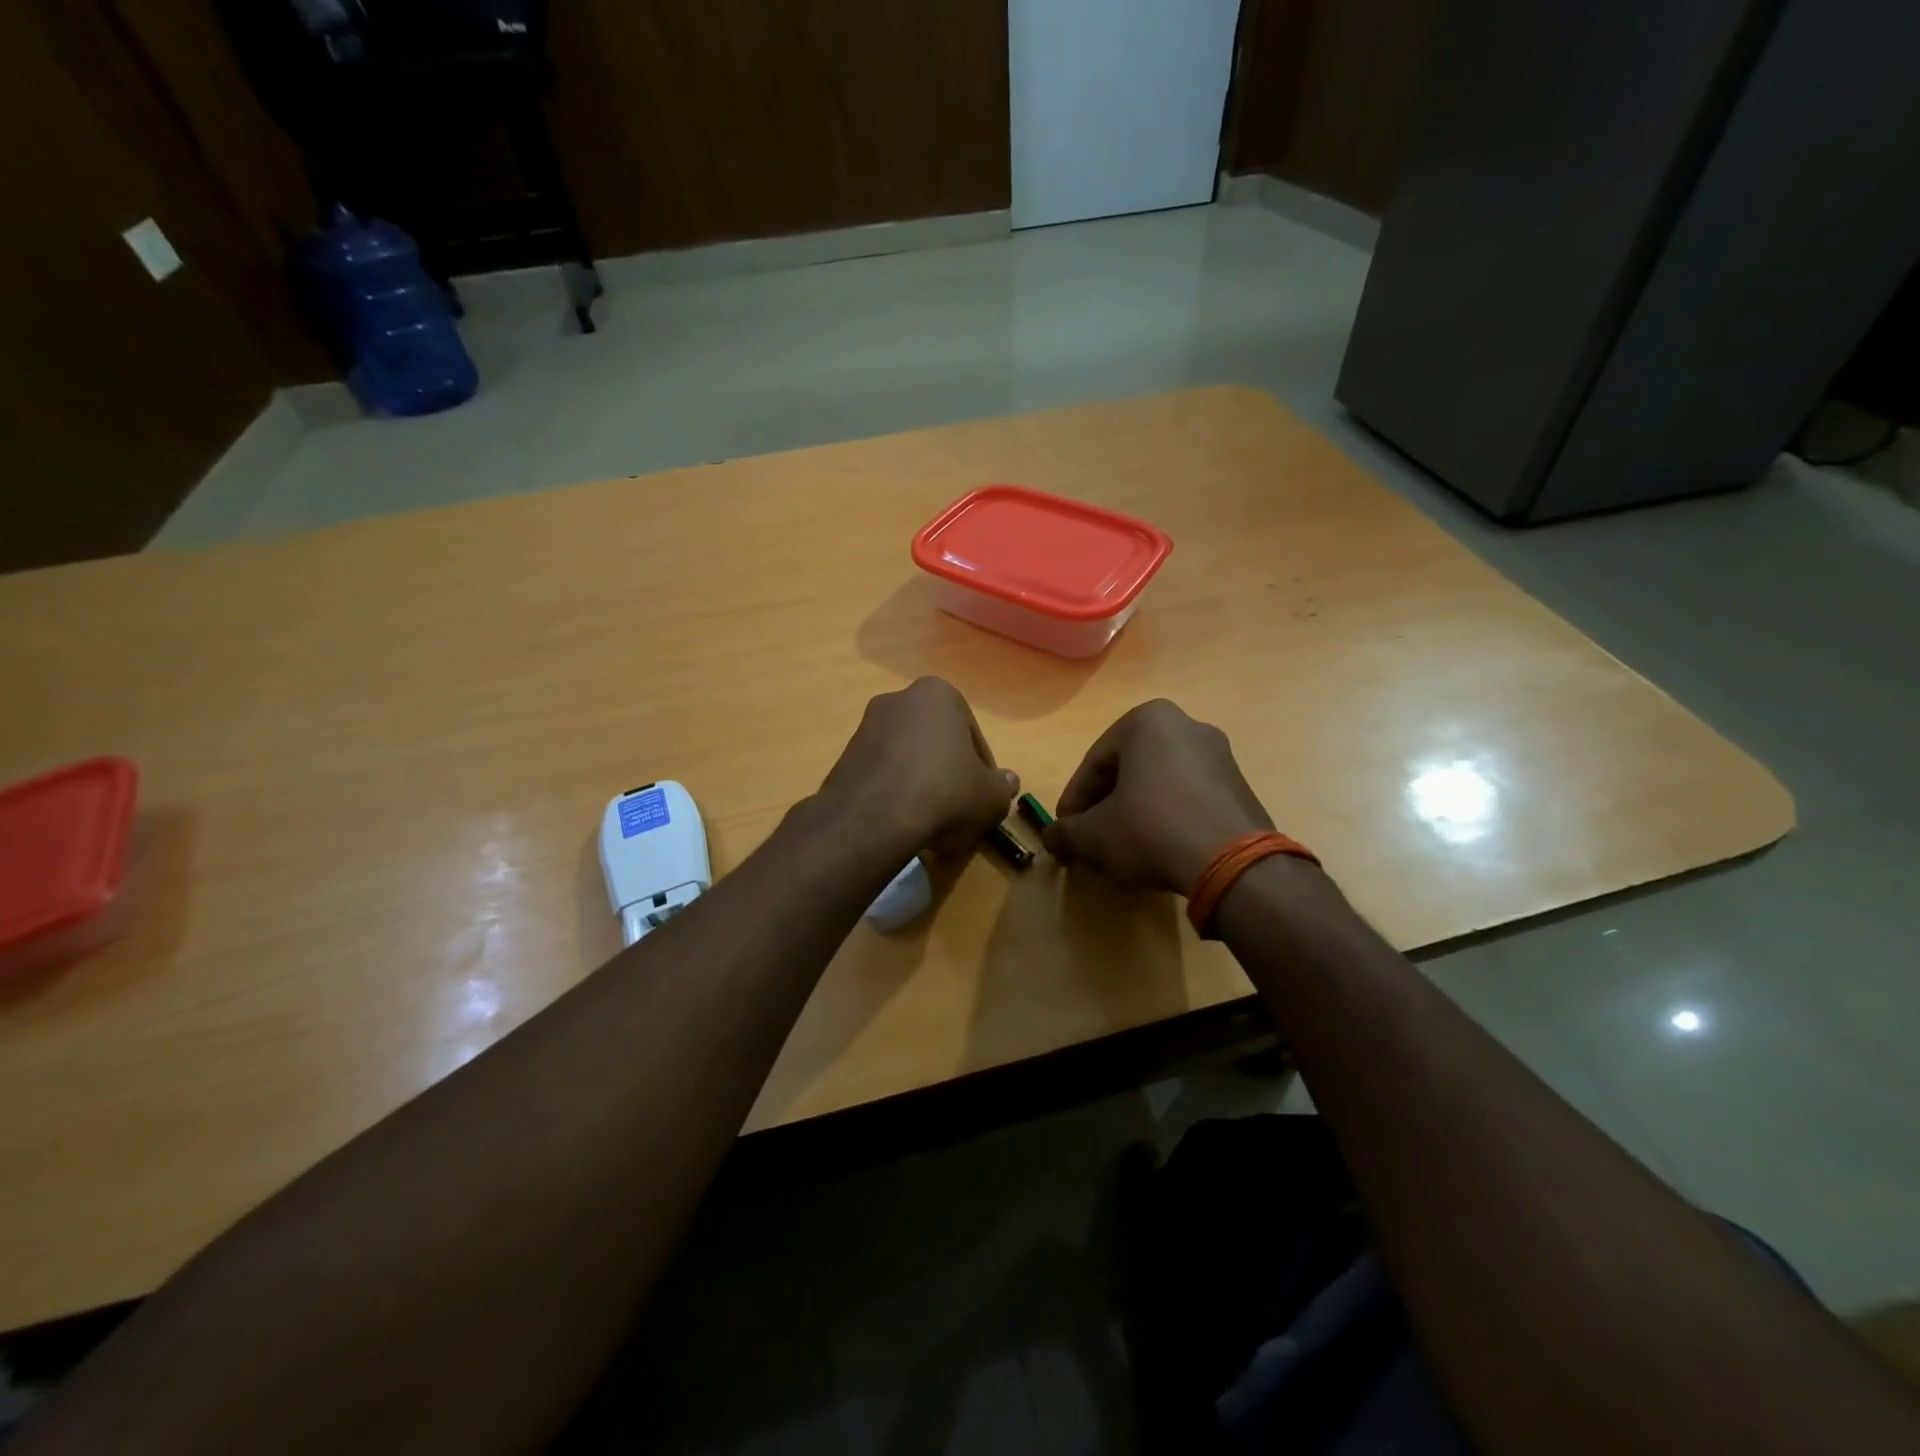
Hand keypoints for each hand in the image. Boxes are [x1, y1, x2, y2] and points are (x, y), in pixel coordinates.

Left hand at [819, 677, 1017, 856]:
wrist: (873, 818)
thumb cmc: (945, 793)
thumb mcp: (991, 797)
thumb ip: (1003, 786)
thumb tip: (1008, 781)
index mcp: (938, 694)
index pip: (971, 734)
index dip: (982, 769)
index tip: (982, 796)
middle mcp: (898, 699)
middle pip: (936, 741)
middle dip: (947, 771)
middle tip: (958, 807)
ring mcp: (866, 726)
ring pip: (907, 757)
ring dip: (920, 782)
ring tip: (930, 819)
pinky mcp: (844, 756)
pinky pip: (882, 773)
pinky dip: (894, 792)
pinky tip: (902, 820)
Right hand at [1043, 700, 1273, 893]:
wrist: (1232, 862)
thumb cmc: (1151, 829)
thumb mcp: (1095, 834)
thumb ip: (1066, 832)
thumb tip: (1051, 838)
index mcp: (1147, 720)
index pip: (1094, 762)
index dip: (1074, 800)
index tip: (1065, 830)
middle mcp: (1186, 725)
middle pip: (1128, 769)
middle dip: (1105, 805)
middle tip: (1091, 838)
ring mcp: (1219, 754)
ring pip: (1158, 783)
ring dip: (1135, 811)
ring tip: (1122, 847)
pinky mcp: (1239, 785)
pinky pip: (1189, 796)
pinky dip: (1167, 816)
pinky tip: (1159, 848)